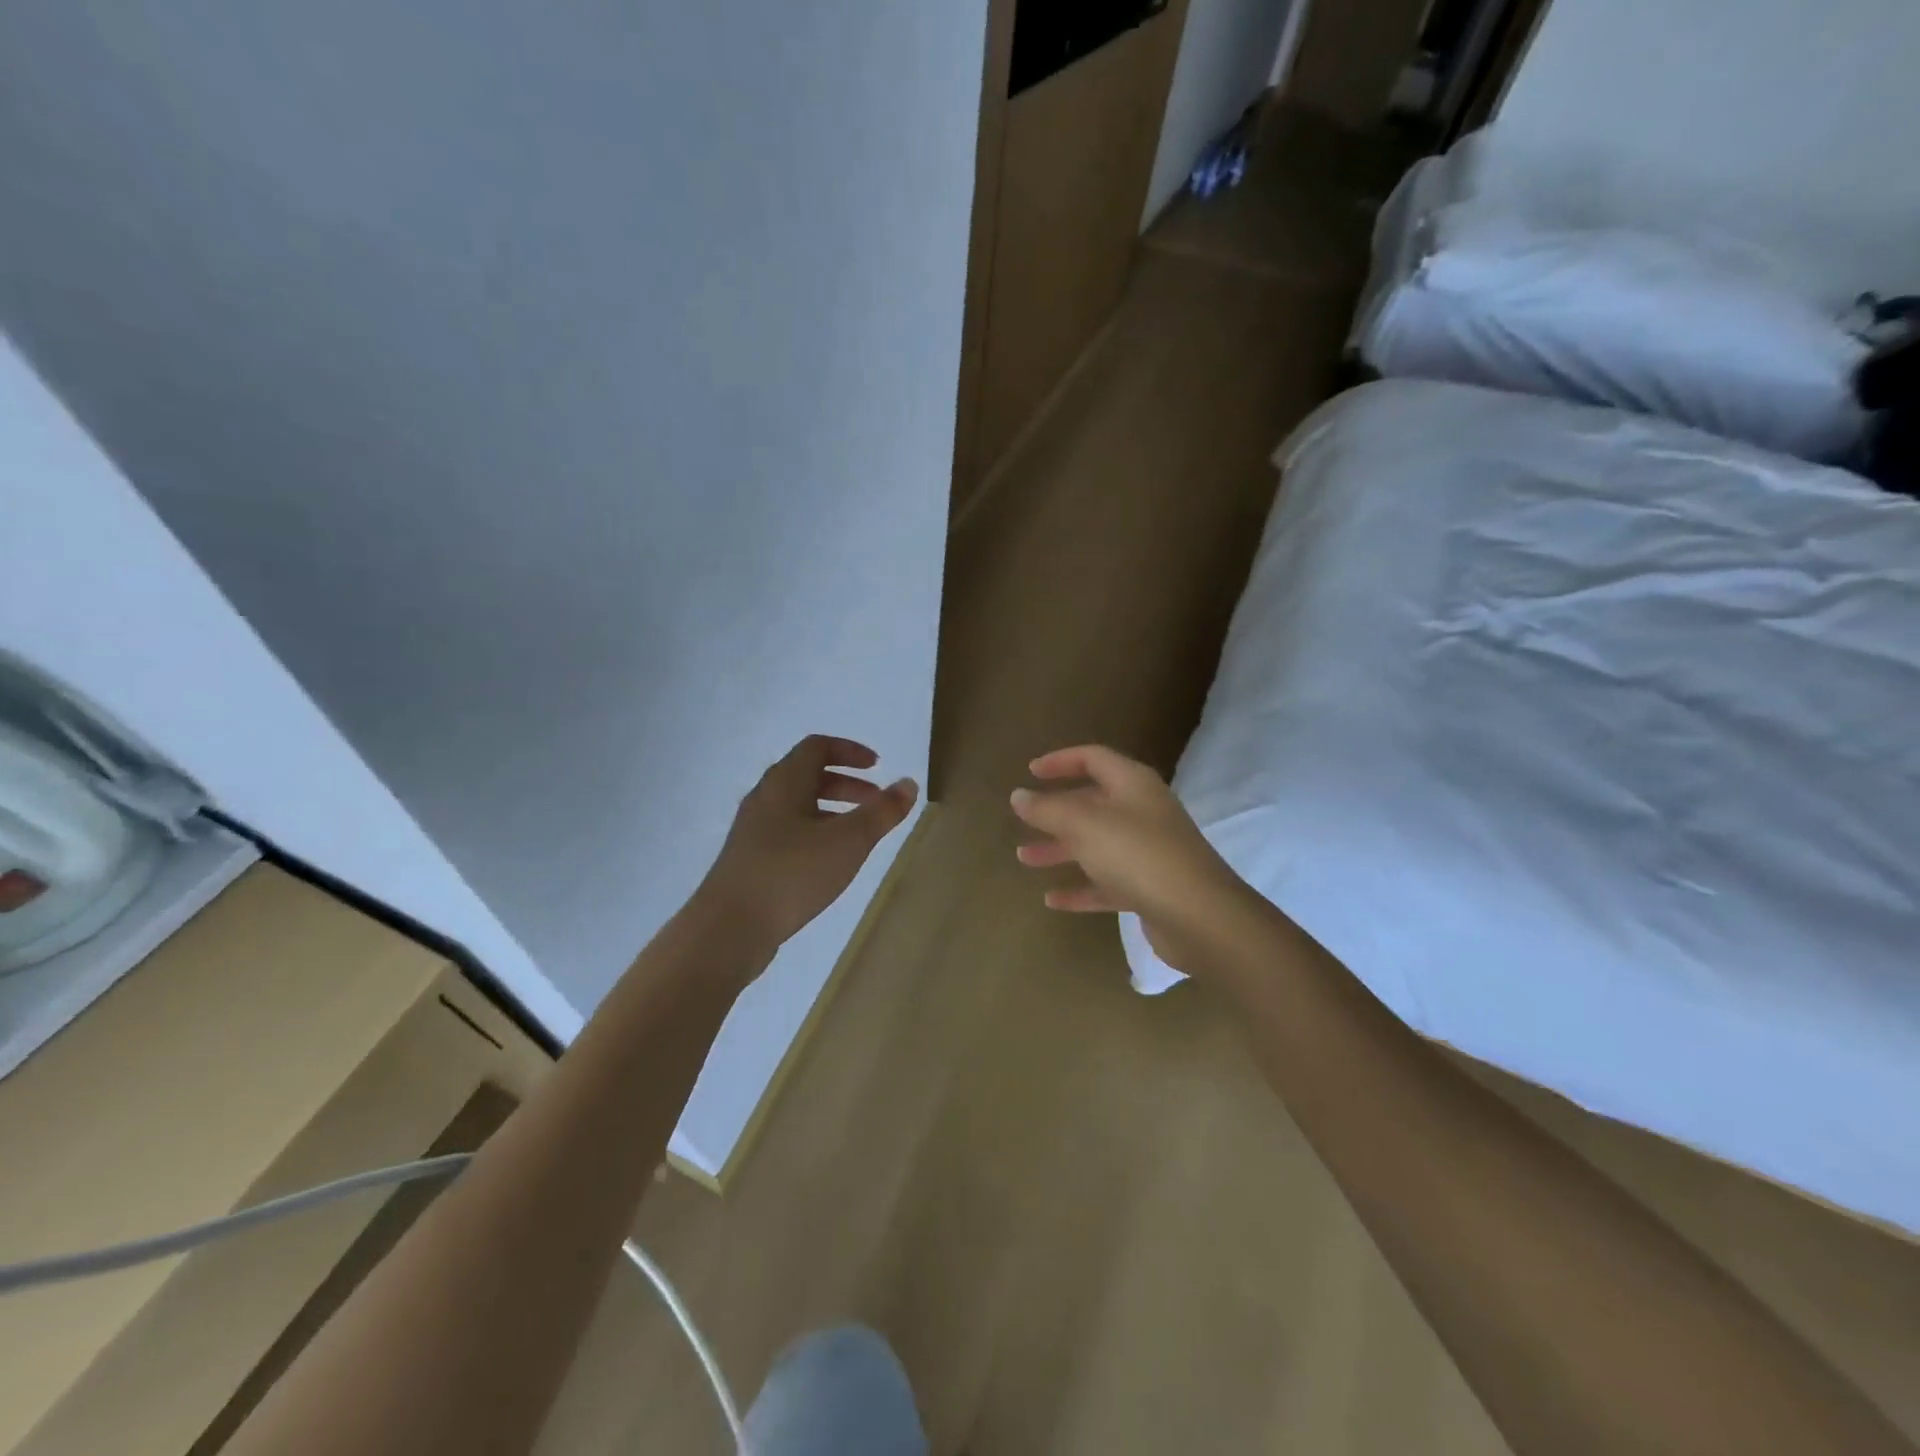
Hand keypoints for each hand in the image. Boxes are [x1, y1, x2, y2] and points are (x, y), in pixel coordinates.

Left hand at [699, 735, 917, 952]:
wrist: (728, 928)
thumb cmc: (792, 873)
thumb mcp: (848, 841)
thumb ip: (882, 812)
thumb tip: (908, 783)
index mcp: (784, 782)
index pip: (817, 747)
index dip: (850, 751)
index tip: (877, 767)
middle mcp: (765, 798)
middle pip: (808, 776)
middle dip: (847, 784)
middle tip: (876, 803)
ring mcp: (754, 830)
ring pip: (798, 806)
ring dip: (832, 810)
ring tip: (859, 834)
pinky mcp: (750, 859)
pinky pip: (789, 831)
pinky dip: (816, 832)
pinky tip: (830, 861)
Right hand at [1011, 745, 1249, 974]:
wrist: (1200, 916)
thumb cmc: (1137, 855)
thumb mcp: (1084, 825)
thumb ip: (1048, 809)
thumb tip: (1019, 795)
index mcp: (1132, 784)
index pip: (1093, 758)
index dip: (1060, 761)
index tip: (1030, 771)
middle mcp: (1142, 811)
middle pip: (1092, 803)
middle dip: (1055, 812)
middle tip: (1023, 821)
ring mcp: (1148, 851)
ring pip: (1096, 844)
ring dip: (1061, 849)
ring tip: (1025, 859)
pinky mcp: (1151, 888)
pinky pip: (1107, 882)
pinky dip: (1081, 888)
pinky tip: (1053, 900)